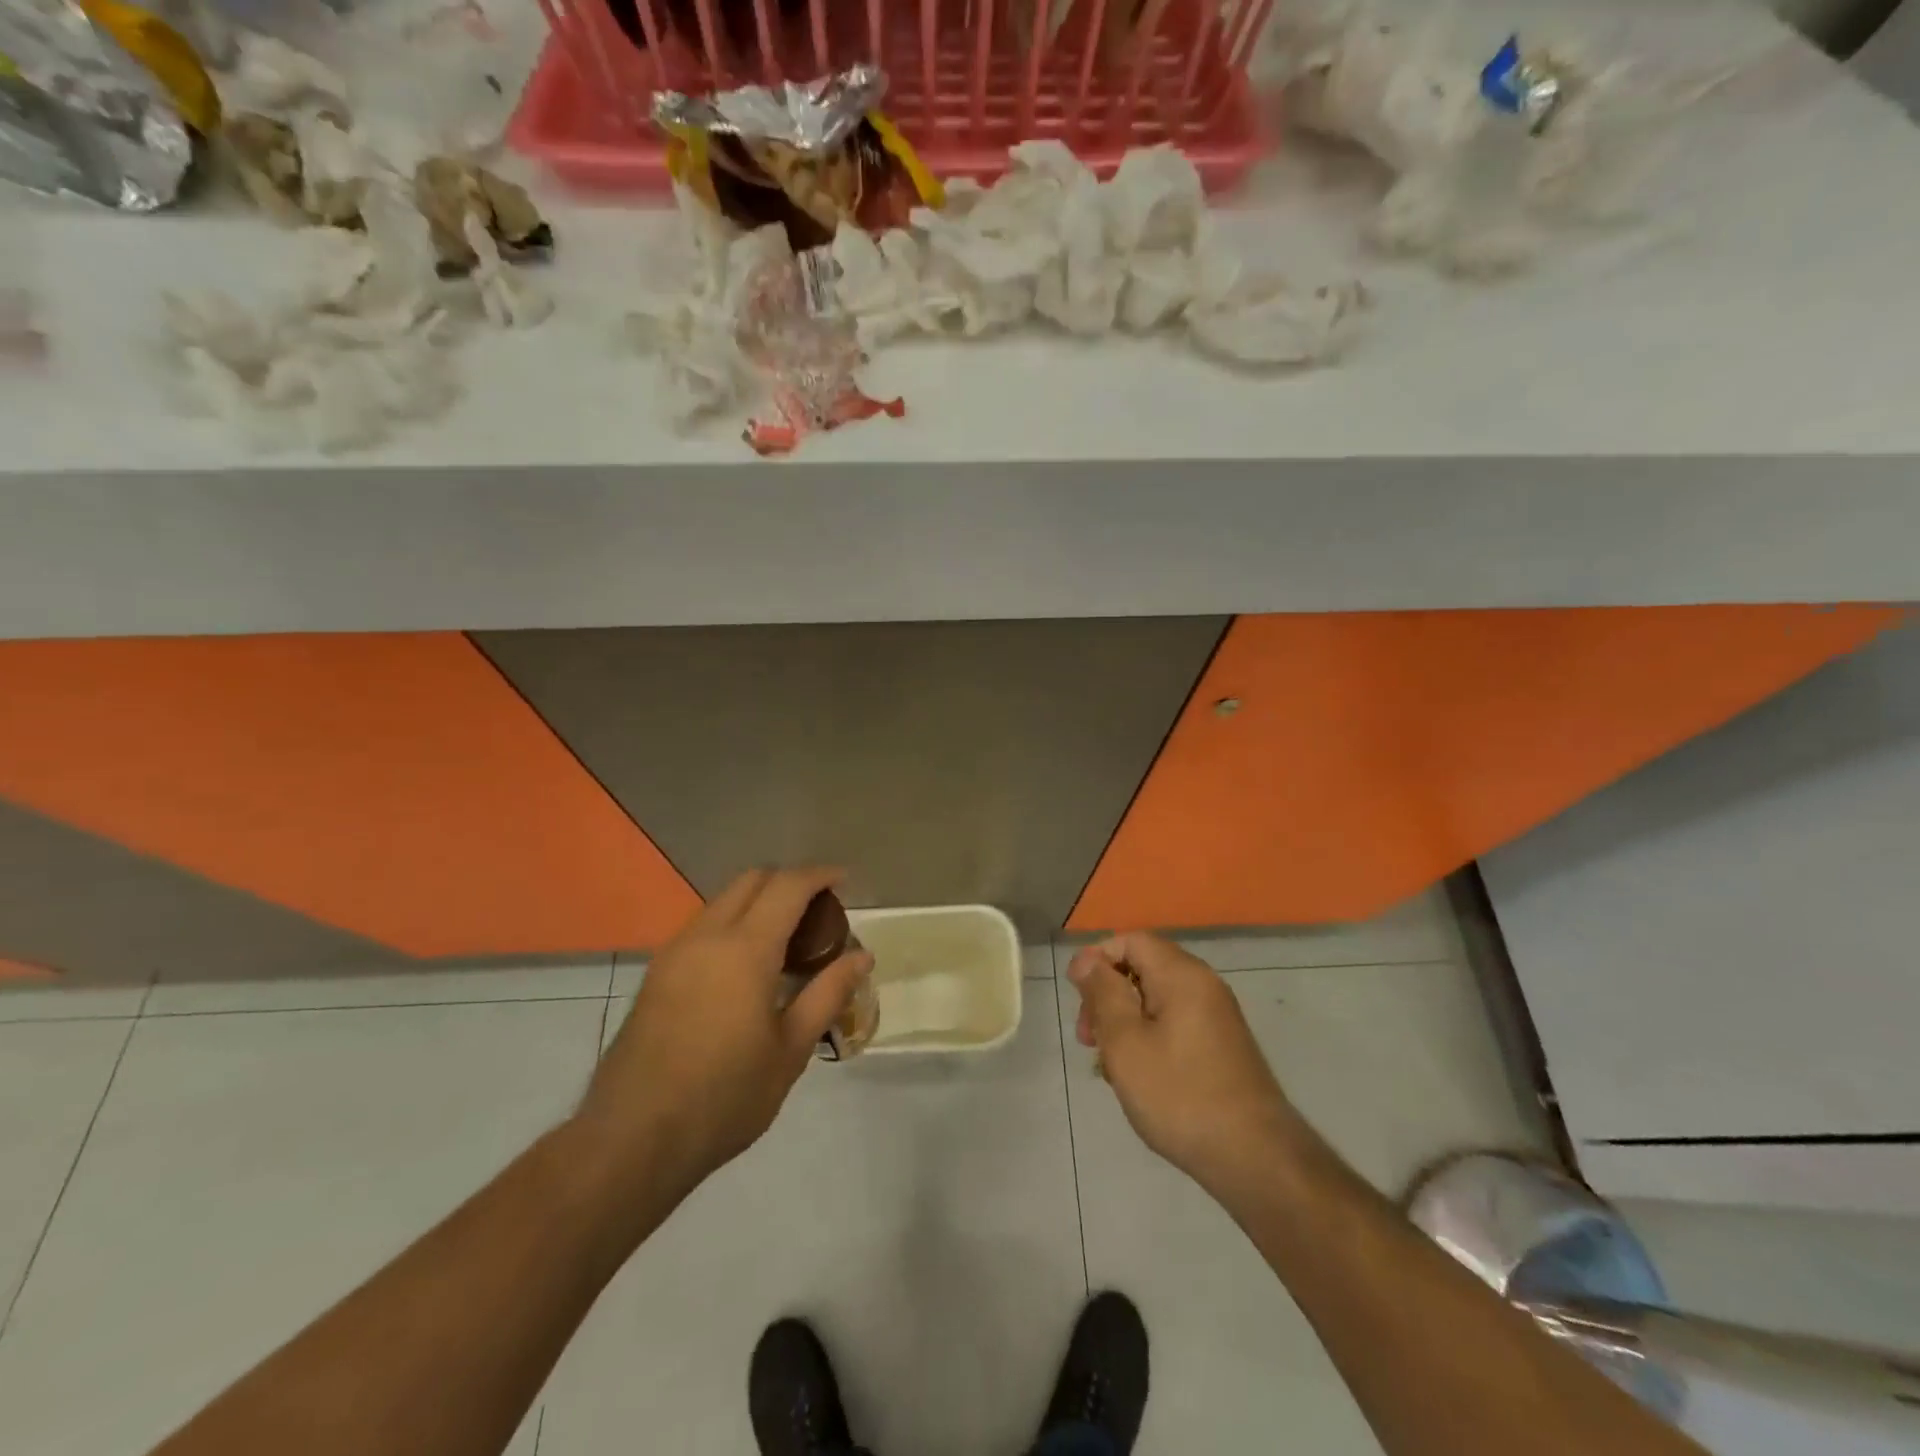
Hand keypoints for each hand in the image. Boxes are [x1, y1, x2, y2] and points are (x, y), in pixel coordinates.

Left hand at [575, 867, 871, 1198]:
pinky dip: (733, 923)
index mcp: (745, 949)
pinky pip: (703, 926)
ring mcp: (675, 952)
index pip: (788, 886)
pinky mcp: (656, 973)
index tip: (843, 881)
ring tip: (787, 939)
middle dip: (788, 881)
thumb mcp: (790, 1050)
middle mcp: (706, 936)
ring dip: (758, 901)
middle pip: (751, 880)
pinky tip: (747, 966)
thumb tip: (862, 956)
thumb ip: (827, 994)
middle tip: (818, 910)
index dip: (819, 875)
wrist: (632, 1138)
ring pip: (723, 900)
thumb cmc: (724, 1097)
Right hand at [1067, 933, 1301, 1193]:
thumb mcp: (1126, 1042)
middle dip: (1108, 996)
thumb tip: (1086, 960)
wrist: (1256, 1159)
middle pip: (1143, 968)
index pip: (1131, 940)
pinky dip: (1149, 1038)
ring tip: (1109, 1065)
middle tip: (1089, 1039)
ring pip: (1156, 1000)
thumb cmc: (1180, 1095)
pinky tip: (1138, 1078)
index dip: (1097, 960)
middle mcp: (1203, 985)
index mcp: (1181, 975)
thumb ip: (1103, 994)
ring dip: (1125, 1022)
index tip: (1077, 999)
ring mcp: (1217, 1016)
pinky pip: (1174, 1024)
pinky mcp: (1222, 1046)